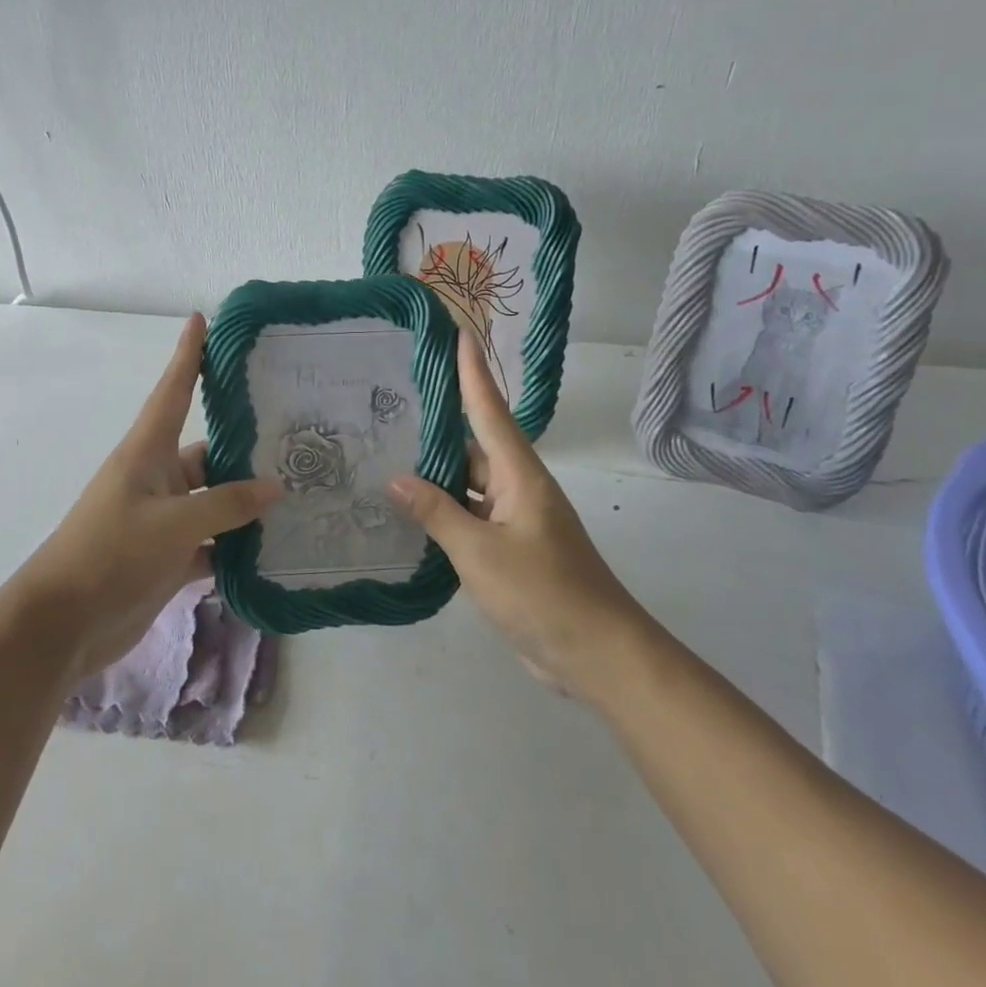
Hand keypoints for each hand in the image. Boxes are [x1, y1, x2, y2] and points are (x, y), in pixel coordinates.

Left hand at [11, 314, 280, 677]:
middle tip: (301, 439)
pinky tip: (276, 549)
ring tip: (301, 494)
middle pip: (210, 452)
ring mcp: (163, 520)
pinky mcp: (169, 557)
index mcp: (147, 453)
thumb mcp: (172, 524)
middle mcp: (158, 479)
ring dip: (248, 504)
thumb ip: (226, 504)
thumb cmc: (110, 554)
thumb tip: (275, 487)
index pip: (173, 390)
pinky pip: (213, 543)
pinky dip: (238, 547)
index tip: (202, 318)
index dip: (188, 354)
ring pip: (216, 501)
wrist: (63, 625)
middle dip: (248, 447)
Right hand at [389, 333, 644, 700]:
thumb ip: (437, 513)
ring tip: (388, 454)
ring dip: (436, 474)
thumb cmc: (542, 593)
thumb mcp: (480, 552)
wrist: (597, 654)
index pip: (490, 410)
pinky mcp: (510, 549)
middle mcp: (518, 488)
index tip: (459, 333)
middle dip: (438, 426)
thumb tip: (397, 478)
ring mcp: (515, 520)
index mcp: (520, 475)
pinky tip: (412, 512)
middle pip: (474, 446)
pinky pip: (471, 517)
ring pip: (469, 485)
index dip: (473, 372)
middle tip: (391, 404)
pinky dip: (444, 511)